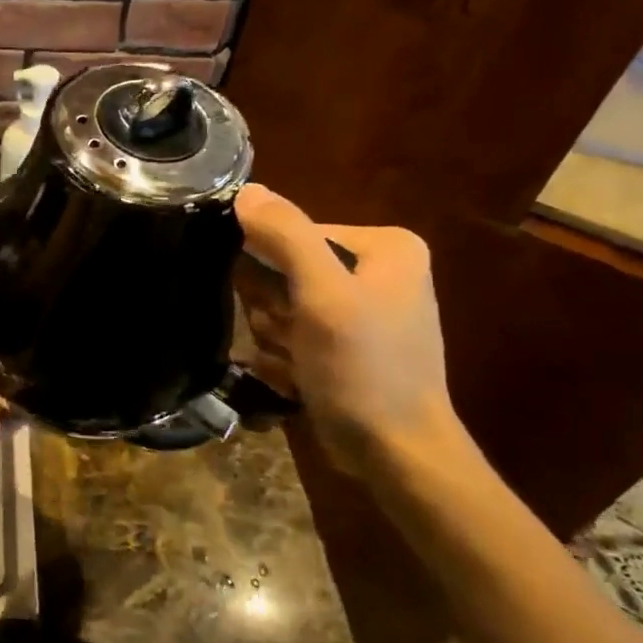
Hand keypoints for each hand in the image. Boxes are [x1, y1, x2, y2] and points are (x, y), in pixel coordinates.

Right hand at [232, 184, 460, 479]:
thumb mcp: (323, 295)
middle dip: (275, 310)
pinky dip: (286, 358)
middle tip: (291, 339)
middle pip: (287, 271)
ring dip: (276, 338)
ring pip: (283, 307)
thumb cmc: (364, 367)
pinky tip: (298, 380)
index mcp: (385, 248)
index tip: (278, 306)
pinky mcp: (347, 347)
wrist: (396, 452)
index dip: (273, 268)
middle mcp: (377, 272)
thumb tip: (246, 190)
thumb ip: (286, 236)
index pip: (296, 233)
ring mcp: (361, 313)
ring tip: (296, 364)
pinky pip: (293, 336)